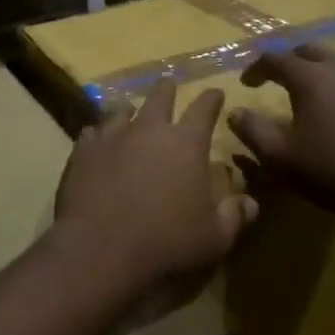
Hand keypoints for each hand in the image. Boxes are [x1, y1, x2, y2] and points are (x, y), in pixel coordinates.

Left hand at [51, 79, 257, 300]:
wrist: (100, 247)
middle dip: (168, 91)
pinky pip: (92, 132)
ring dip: (130, 111)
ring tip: (130, 112)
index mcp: (186, 143)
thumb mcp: (214, 238)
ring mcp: (111, 136)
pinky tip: (97, 141)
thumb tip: (250, 202)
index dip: (212, 99)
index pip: (204, 108)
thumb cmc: (166, 242)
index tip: (216, 92)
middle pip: (160, 96)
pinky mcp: (83, 150)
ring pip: (122, 110)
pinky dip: (99, 134)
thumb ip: (234, 216)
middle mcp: (148, 129)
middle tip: (169, 88)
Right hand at [227, 44, 334, 217]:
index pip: (275, 59)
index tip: (246, 84)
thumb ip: (252, 130)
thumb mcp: (280, 157)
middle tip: (278, 77)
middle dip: (290, 60)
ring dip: (320, 67)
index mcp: (311, 78)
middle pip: (310, 50)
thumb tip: (234, 112)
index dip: (256, 68)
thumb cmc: (332, 170)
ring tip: (312, 88)